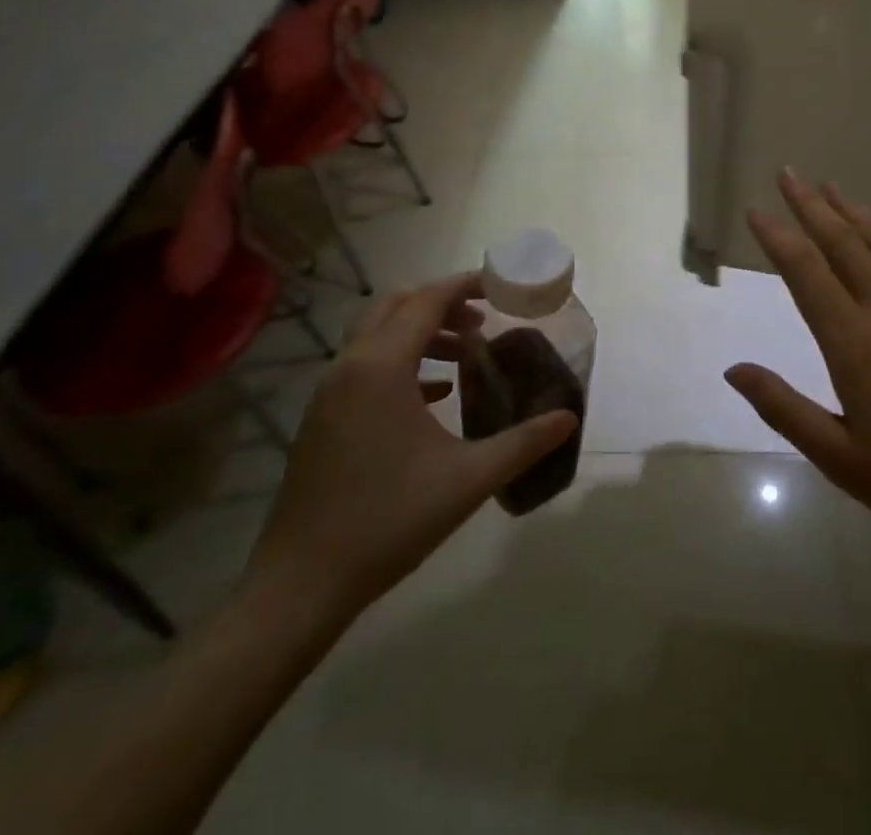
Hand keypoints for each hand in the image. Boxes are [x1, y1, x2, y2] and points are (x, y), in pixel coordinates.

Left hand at [245, 272, 577, 625]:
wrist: (301, 584)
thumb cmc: (389, 520)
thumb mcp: (469, 479)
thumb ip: (524, 442)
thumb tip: (569, 418)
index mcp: (382, 366)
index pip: (426, 300)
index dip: (465, 285)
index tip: (500, 285)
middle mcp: (350, 366)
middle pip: (396, 305)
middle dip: (442, 303)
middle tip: (484, 319)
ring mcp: (329, 392)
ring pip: (378, 335)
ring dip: (422, 333)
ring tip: (466, 353)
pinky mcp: (322, 418)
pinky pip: (366, 366)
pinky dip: (402, 362)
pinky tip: (435, 394)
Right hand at [725, 171, 870, 560]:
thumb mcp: (839, 459)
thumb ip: (783, 408)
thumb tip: (733, 369)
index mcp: (855, 345)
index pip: (806, 273)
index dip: (777, 236)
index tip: (756, 209)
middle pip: (844, 242)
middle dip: (811, 205)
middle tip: (788, 174)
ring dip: (855, 210)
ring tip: (831, 186)